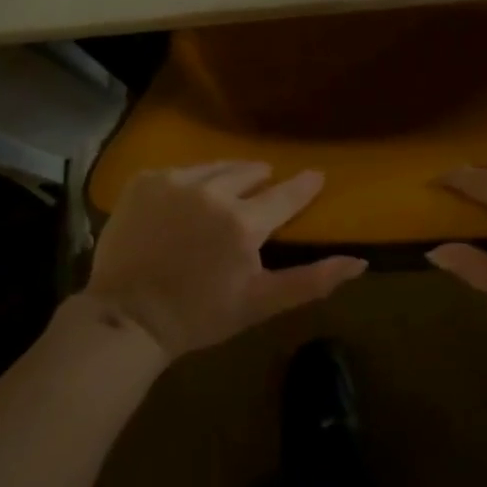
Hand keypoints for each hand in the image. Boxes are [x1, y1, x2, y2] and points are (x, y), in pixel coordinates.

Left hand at [85, 162, 366, 357]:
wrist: (126, 319)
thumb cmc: (199, 316)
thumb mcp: (259, 304)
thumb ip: (311, 281)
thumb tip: (360, 261)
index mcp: (243, 223)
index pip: (285, 194)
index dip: (303, 185)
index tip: (315, 176)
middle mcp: (212, 192)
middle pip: (249, 172)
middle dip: (259, 181)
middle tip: (259, 194)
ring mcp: (175, 182)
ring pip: (214, 167)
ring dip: (225, 177)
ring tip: (224, 191)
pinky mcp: (145, 180)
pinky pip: (178, 171)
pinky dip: (187, 183)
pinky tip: (183, 203)